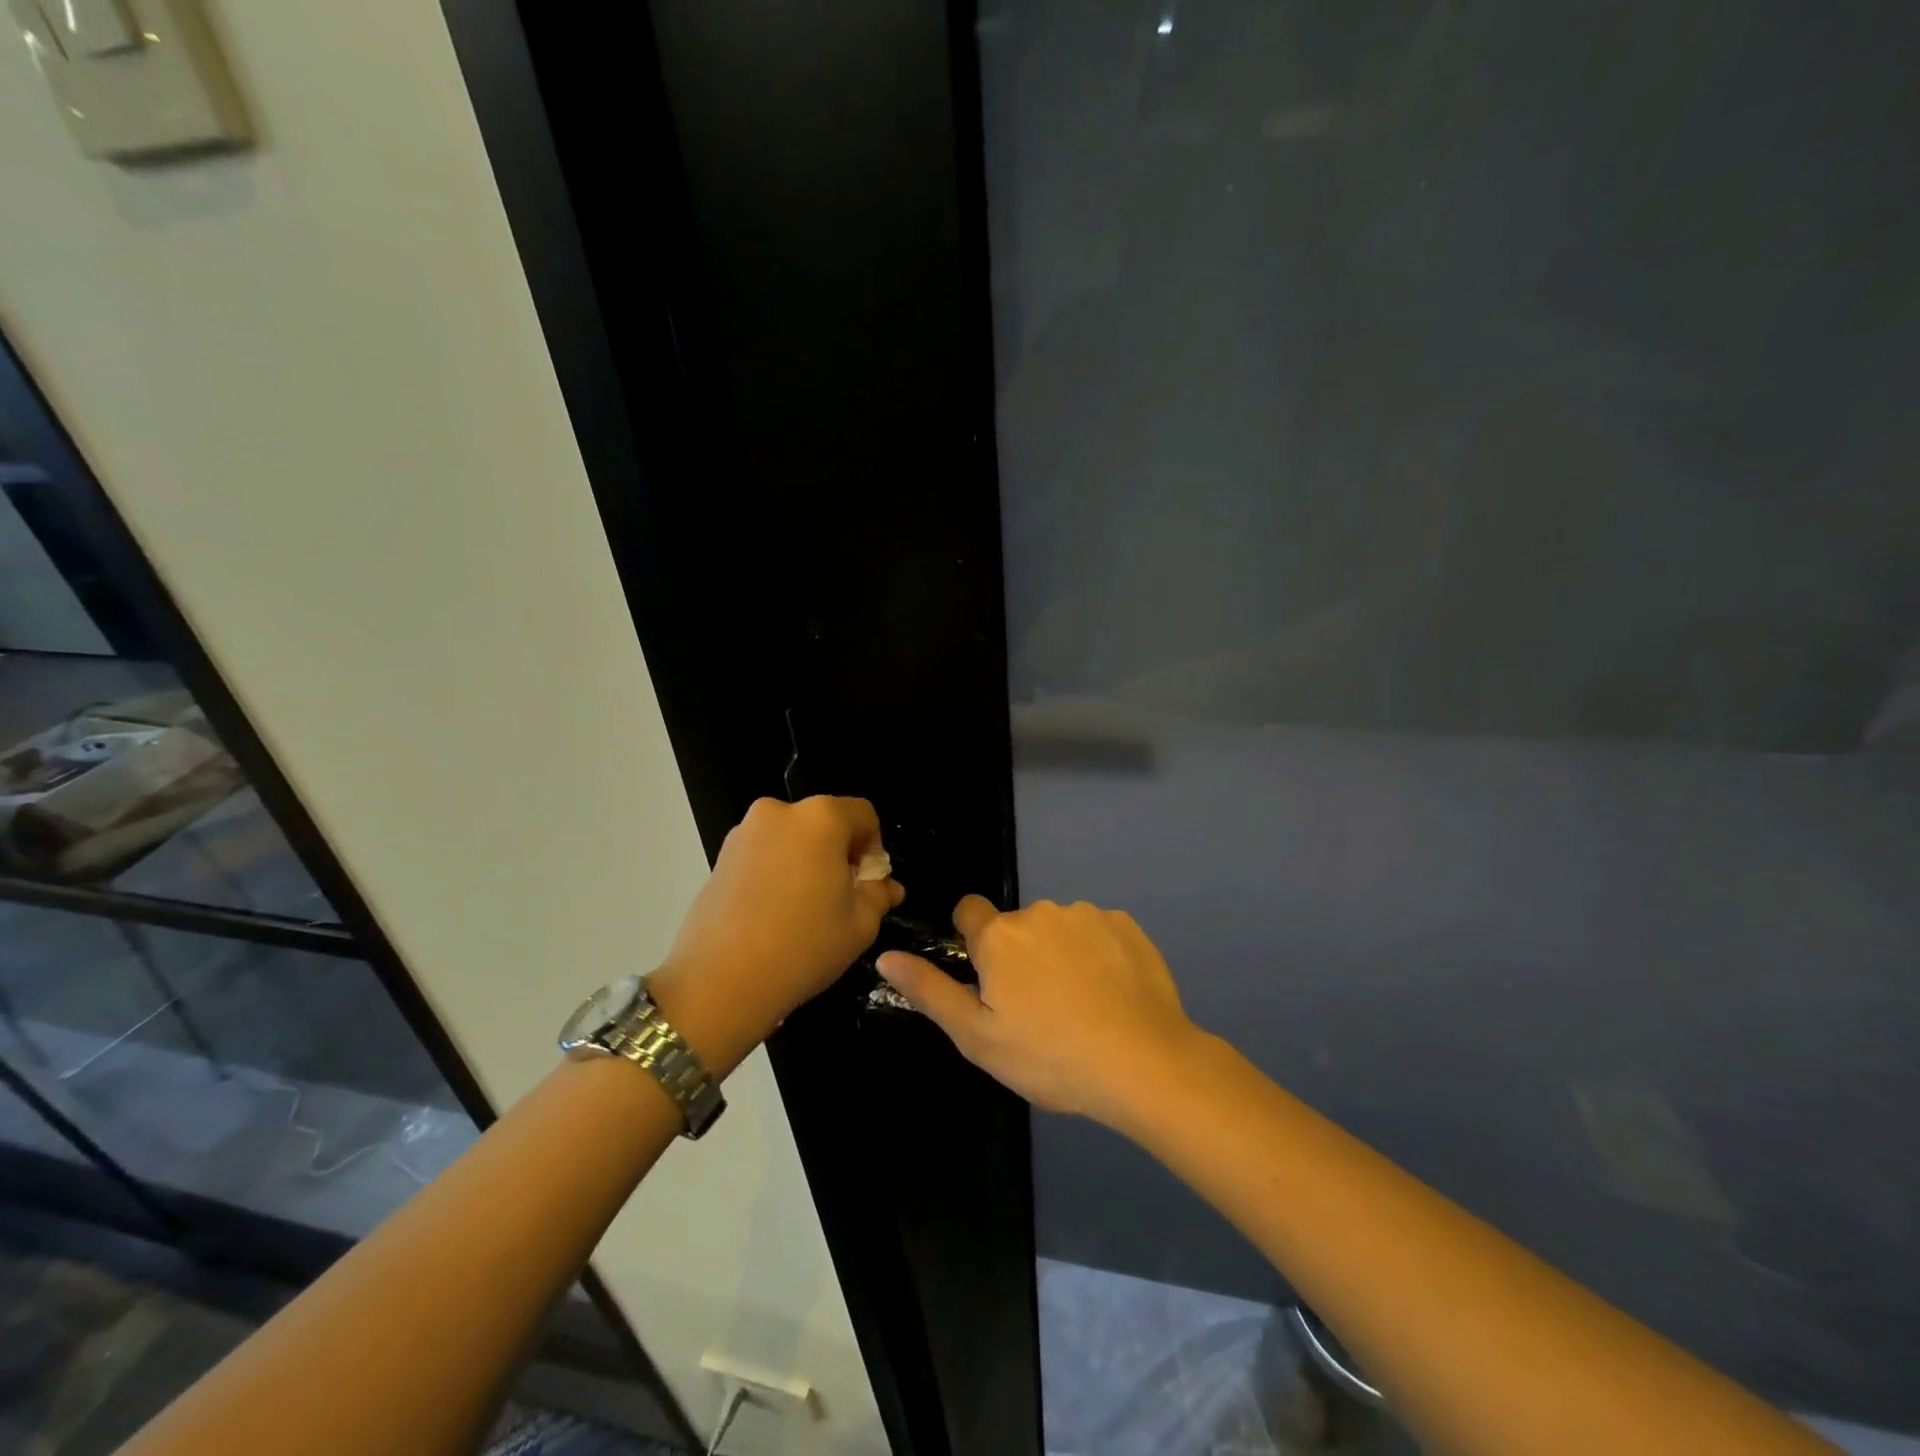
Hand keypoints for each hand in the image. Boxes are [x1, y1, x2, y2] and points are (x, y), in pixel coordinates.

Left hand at [653, 797, 902, 1047]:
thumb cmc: (803, 946)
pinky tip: (775, 914)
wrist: (719, 983)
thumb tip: (886, 887)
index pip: (864, 815)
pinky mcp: (720, 857)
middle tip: (841, 899)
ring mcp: (744, 833)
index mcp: (820, 818)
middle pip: (826, 823)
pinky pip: (765, 854)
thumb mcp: (860, 924)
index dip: (874, 848)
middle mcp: (779, 812)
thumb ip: (879, 895)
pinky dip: (778, 873)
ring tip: (805, 911)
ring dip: (807, 863)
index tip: (868, 885)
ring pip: (793, 839)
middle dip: (839, 854)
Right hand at [876, 895, 1201, 1124]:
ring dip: (1060, 953)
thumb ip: (930, 991)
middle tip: (1039, 1008)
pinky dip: (1098, 954)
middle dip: (1020, 955)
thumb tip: (886, 955)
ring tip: (1080, 1005)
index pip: (970, 912)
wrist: (1143, 1063)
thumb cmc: (1050, 1056)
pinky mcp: (1125, 924)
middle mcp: (1039, 912)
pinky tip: (1111, 994)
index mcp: (999, 937)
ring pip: (1059, 928)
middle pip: (1017, 926)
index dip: (975, 942)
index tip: (991, 977)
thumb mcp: (978, 1037)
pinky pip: (1098, 932)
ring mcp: (1087, 914)